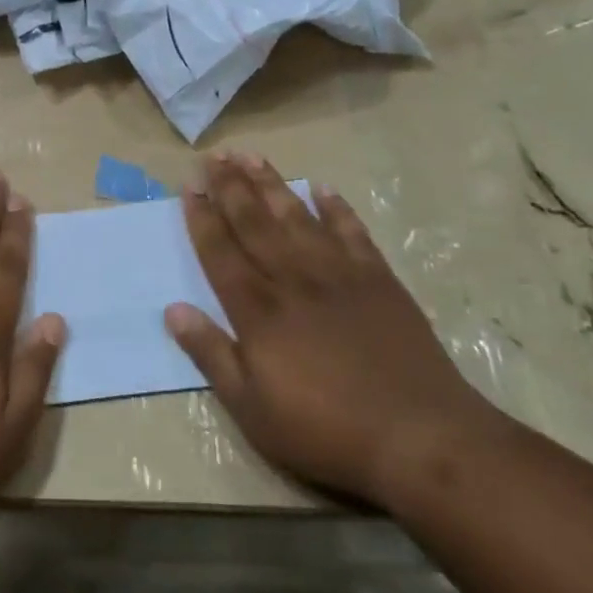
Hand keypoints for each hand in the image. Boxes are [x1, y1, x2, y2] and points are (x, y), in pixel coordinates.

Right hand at [166, 152, 500, 506]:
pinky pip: (352, 232)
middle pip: (255, 222)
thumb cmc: (325, 429)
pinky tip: (322, 188)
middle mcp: (293, 279)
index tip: (189, 186)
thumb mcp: (252, 408)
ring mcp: (339, 274)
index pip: (221, 251)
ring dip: (272, 184)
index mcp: (258, 310)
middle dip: (230, 187)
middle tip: (213, 155)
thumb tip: (172, 310)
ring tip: (251, 155)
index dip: (202, 217)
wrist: (419, 436)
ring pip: (297, 216)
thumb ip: (211, 354)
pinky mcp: (379, 280)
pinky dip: (336, 208)